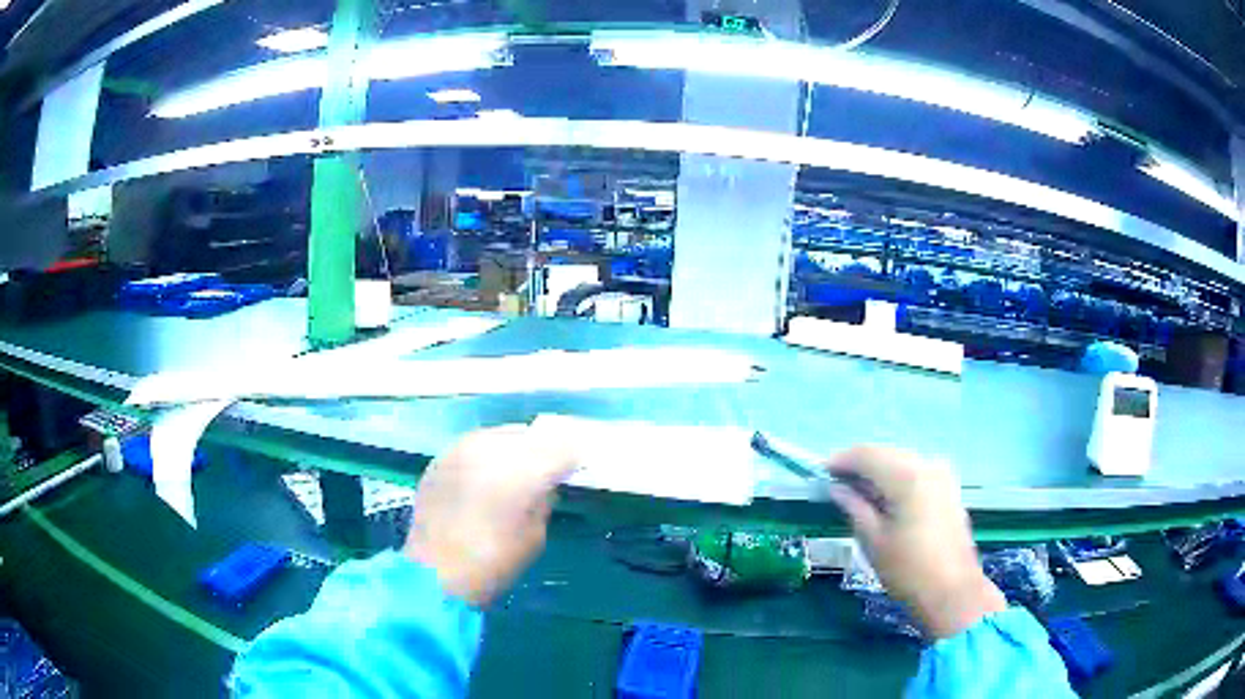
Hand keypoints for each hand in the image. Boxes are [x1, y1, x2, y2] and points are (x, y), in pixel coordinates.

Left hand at [404, 425, 574, 606]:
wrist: (435, 572)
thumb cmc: (494, 562)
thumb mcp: (535, 536)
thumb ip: (543, 501)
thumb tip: (545, 485)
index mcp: (525, 470)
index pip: (562, 448)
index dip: (572, 458)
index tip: (573, 470)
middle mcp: (493, 448)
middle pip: (529, 435)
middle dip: (541, 450)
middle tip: (545, 470)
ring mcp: (463, 448)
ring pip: (499, 436)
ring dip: (511, 450)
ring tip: (512, 472)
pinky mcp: (441, 457)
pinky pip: (473, 447)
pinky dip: (484, 458)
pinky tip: (484, 479)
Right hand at [827, 445, 1005, 638]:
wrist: (952, 591)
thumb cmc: (908, 570)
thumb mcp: (873, 540)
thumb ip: (854, 506)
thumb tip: (837, 487)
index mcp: (907, 476)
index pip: (867, 454)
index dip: (841, 460)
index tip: (821, 473)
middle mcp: (928, 465)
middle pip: (886, 454)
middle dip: (860, 465)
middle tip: (836, 484)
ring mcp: (943, 475)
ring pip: (902, 461)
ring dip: (879, 472)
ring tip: (857, 493)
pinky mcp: (949, 488)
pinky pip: (916, 472)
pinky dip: (897, 479)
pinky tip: (885, 499)